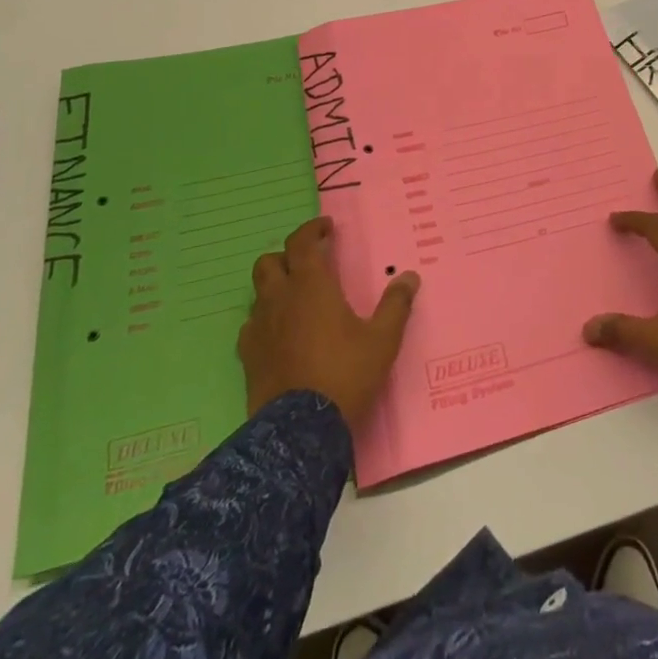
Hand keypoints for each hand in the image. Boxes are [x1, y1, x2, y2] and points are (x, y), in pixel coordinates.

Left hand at [239, 216, 419, 431]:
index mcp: (311, 285)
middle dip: (288, 255)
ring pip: (258, 292)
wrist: (299, 430)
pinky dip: (265, 318)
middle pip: (270, 261)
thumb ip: (396, 305)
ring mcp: (259, 327)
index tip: (327, 228)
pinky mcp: (248, 355)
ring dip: (276, 285)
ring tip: (297, 297)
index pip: (302, 242)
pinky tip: (281, 332)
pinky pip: (252, 325)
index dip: (312, 229)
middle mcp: (279, 298)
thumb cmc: (345, 374)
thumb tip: (409, 277)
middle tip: (311, 262)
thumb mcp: (382, 340)